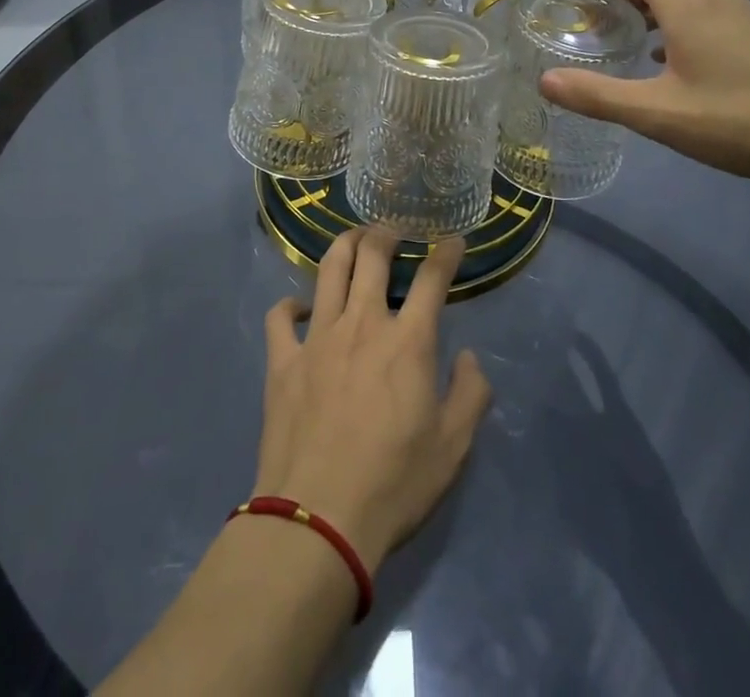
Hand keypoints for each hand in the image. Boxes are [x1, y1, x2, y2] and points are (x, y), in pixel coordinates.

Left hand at [256, 228, 492, 573]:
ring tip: (354, 240)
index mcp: (407, 341)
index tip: (452, 240)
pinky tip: (301, 308)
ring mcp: (317, 337)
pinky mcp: (282, 360)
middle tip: (393, 231)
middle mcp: (362, 323)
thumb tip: (467, 357)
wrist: (318, 519)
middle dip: (386, 233)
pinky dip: (290, 304)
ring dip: (344, 245)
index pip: (431, 278)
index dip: (445, 253)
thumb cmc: (393, 484)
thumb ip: (470, 394)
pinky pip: (280, 316)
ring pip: (329, 270)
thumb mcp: (452, 448)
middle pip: (372, 255)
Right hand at [539, 0, 749, 183]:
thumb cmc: (737, 121)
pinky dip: (675, 20)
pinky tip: (667, 54)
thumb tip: (545, 80)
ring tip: (621, 25)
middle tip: (589, 3)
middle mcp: (715, 0)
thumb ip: (599, 96)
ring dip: (649, 3)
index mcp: (688, 7)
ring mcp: (742, 17)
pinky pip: (704, 13)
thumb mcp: (659, 113)